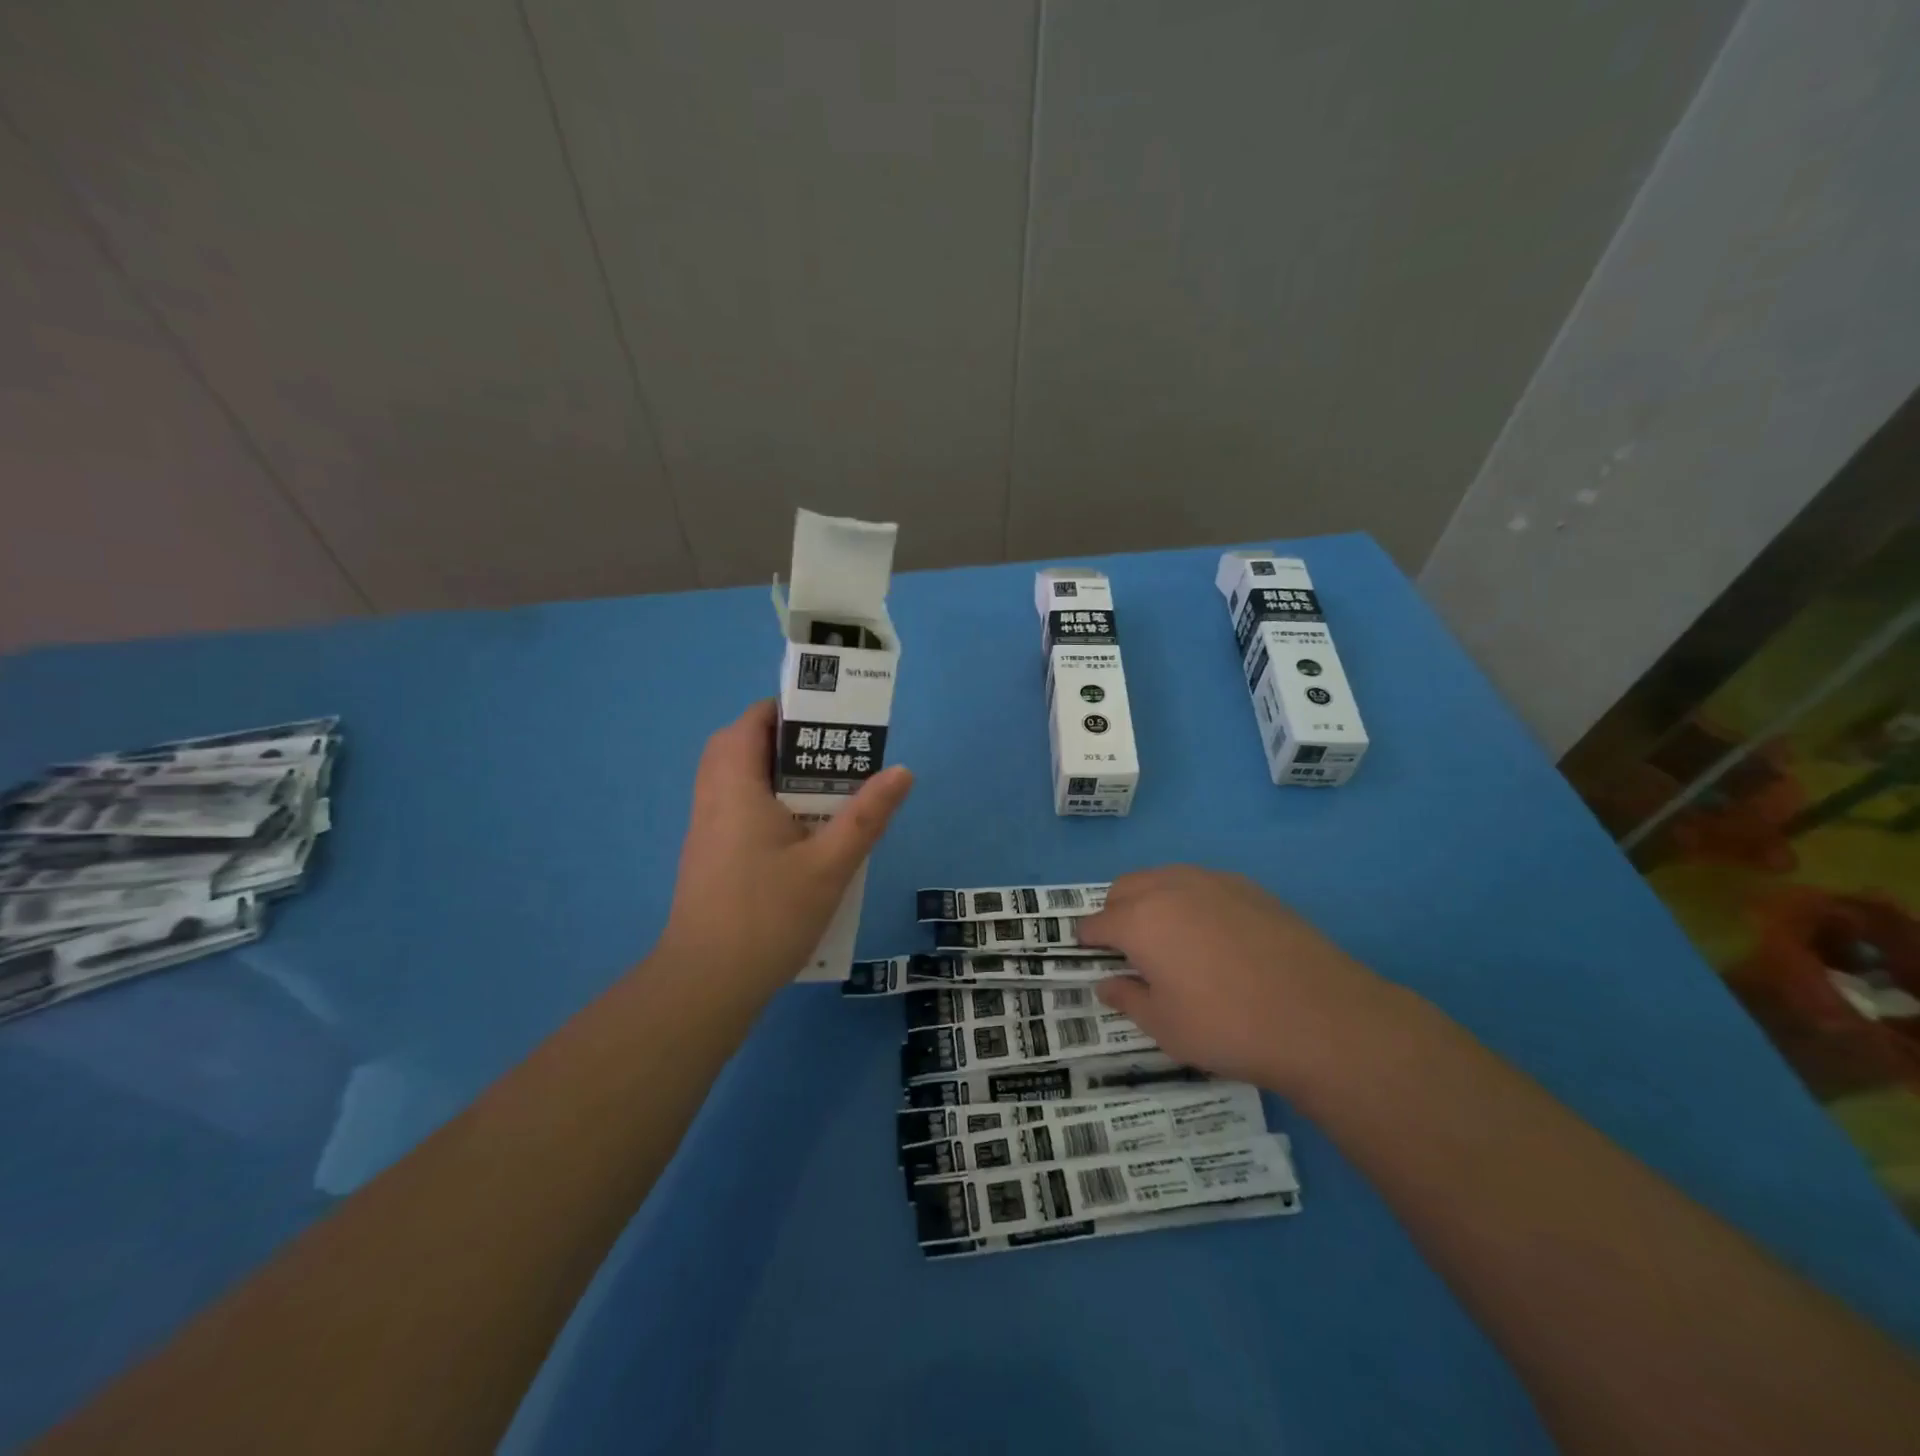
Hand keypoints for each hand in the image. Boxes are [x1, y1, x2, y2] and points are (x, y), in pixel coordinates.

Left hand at [658, 701, 911, 995]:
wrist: (707, 984)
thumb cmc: (769, 915)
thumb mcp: (830, 865)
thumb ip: (867, 816)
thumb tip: (902, 771)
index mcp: (736, 787)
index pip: (750, 723)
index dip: (784, 711)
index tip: (825, 722)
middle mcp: (713, 799)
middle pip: (737, 747)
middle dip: (781, 742)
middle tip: (826, 757)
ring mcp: (705, 831)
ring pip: (734, 781)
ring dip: (772, 775)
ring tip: (821, 793)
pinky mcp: (707, 858)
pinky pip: (733, 810)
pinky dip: (763, 804)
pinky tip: (798, 836)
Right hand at [1081, 866, 1395, 1092]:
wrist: (1321, 1017)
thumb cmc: (1229, 1027)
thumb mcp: (1166, 1028)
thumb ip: (1129, 1000)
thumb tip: (1108, 983)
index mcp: (1140, 921)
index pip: (1096, 923)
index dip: (1087, 941)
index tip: (1089, 957)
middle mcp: (1170, 888)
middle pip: (1124, 889)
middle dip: (1115, 914)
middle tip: (1129, 951)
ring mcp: (1212, 882)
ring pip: (1163, 879)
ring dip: (1151, 901)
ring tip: (1170, 941)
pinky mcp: (1249, 887)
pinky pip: (1202, 884)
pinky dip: (1190, 901)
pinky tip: (1214, 937)